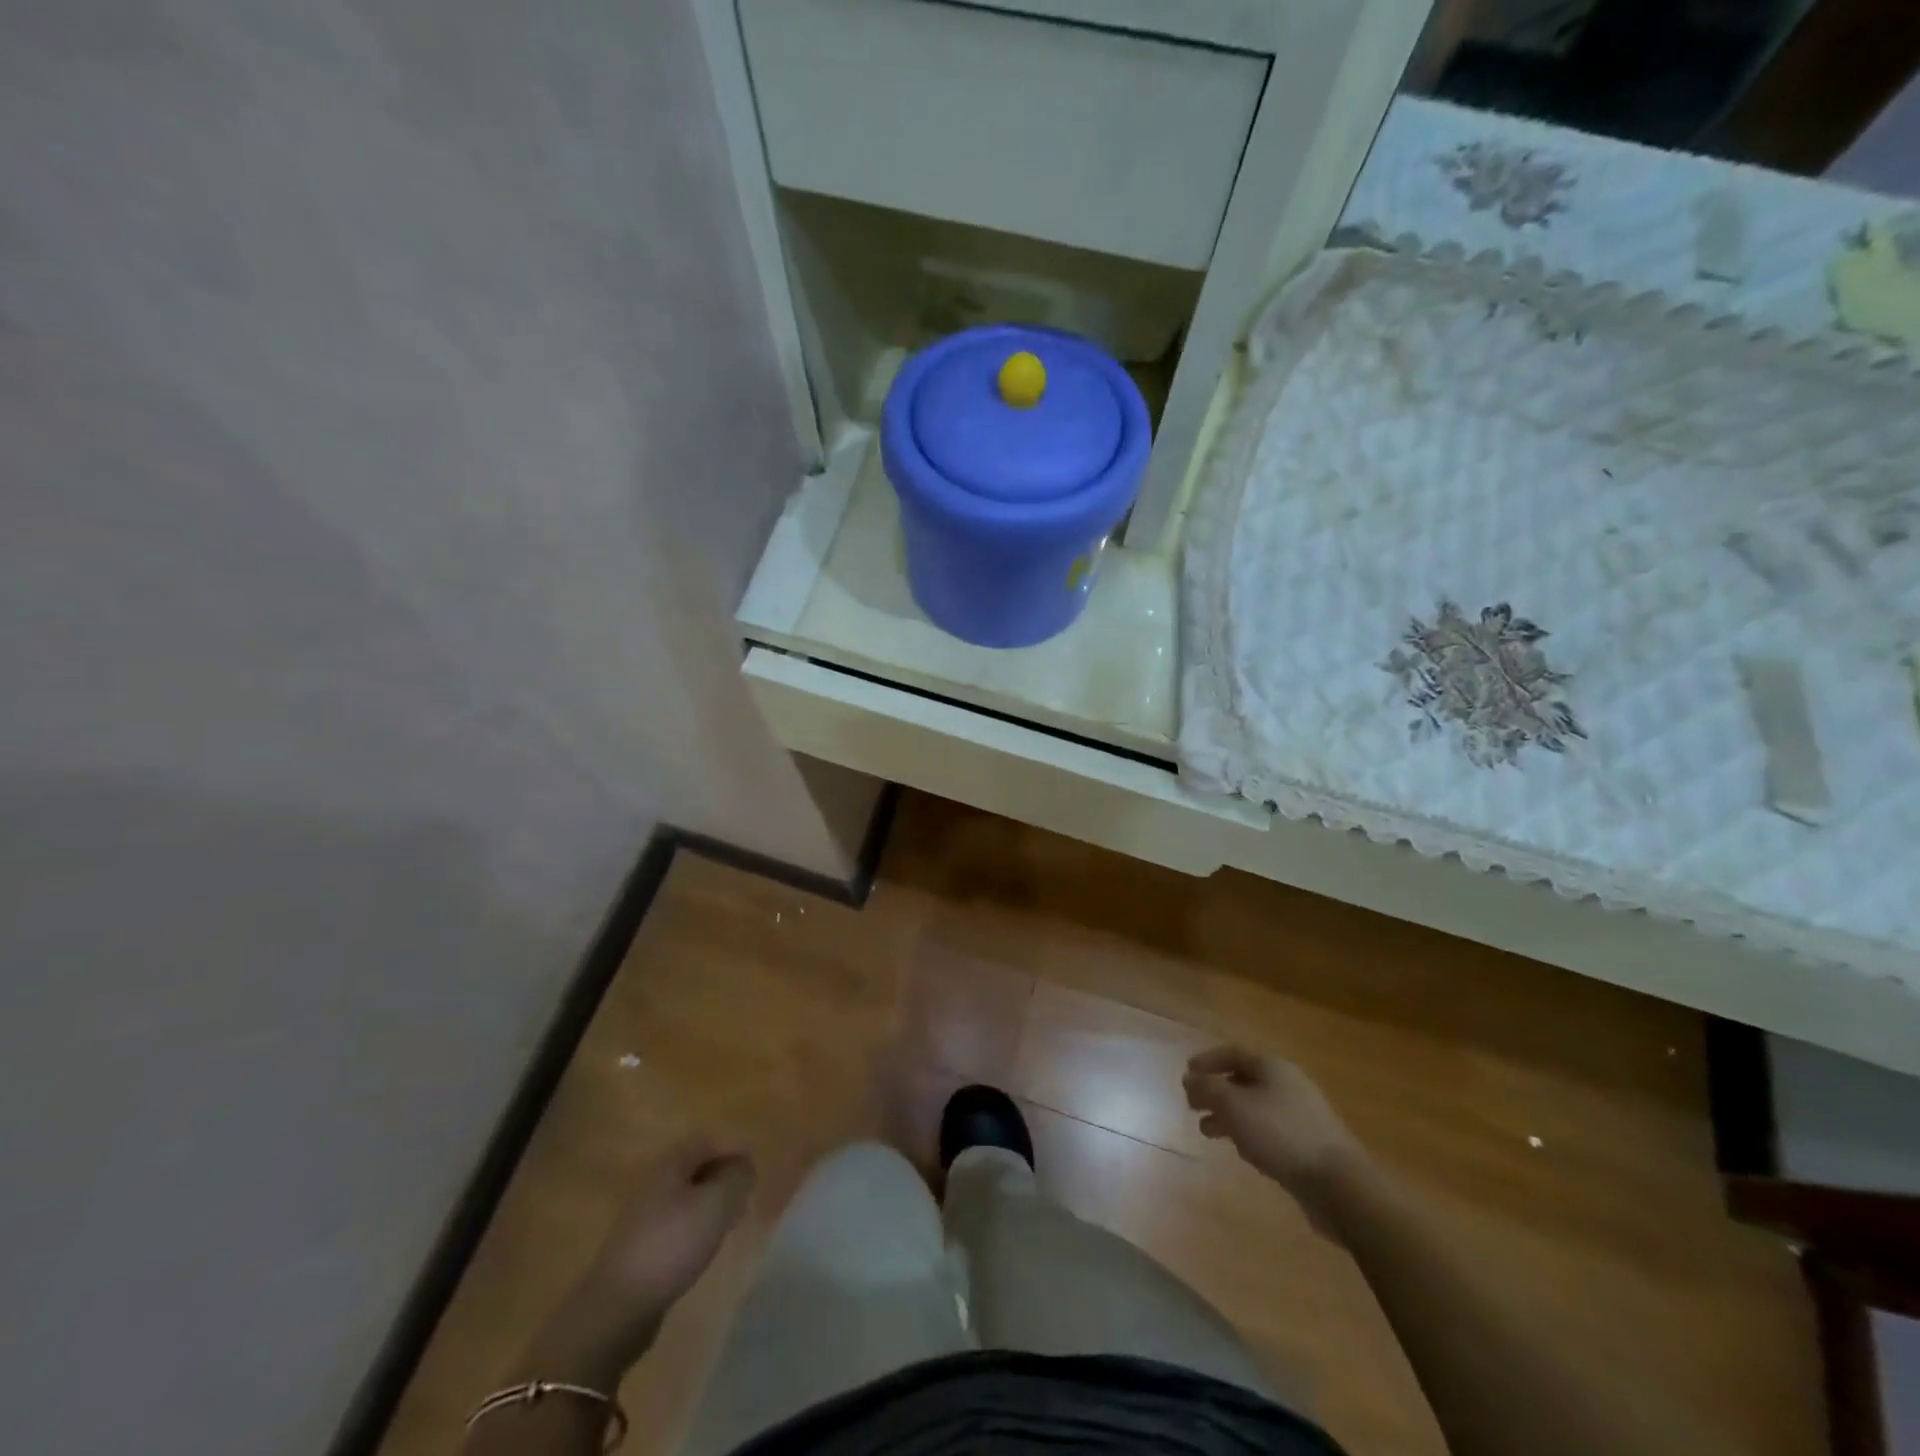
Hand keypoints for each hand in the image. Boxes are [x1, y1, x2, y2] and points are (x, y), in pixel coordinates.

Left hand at [525, 1135, 755, 1381]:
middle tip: (748, 1190)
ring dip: (713, 1201)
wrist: (619, 1307)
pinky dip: (699, 1225)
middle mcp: (654, 1185)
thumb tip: (745, 1166)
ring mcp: (645, 1219)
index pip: (705, 1141)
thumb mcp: (715, 1205)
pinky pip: (678, 1224)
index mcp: (670, 1166)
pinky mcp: (642, 1250)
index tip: (755, 1163)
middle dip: (724, 1174)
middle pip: (695, 1168)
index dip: (732, 1146)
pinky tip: (709, 1244)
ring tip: (735, 1218)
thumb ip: (736, 1179)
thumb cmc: (672, 1244)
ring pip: (687, 1197)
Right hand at [1183, 1045, 1368, 1237]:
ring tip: (1208, 1131)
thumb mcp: (1234, 1106)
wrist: (1339, 1184)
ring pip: (1256, 1107)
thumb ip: (1207, 1089)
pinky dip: (1249, 1134)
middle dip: (1216, 1092)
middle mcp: (1288, 1084)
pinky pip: (1270, 1130)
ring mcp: (1302, 1115)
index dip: (1207, 1061)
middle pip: (1244, 1080)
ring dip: (1229, 1116)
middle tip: (1193, 1105)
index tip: (1186, 1075)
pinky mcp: (1309, 1144)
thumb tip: (1189, 1078)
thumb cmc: (1281, 1135)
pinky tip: (1242, 1151)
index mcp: (1273, 1067)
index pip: (1233, 1053)